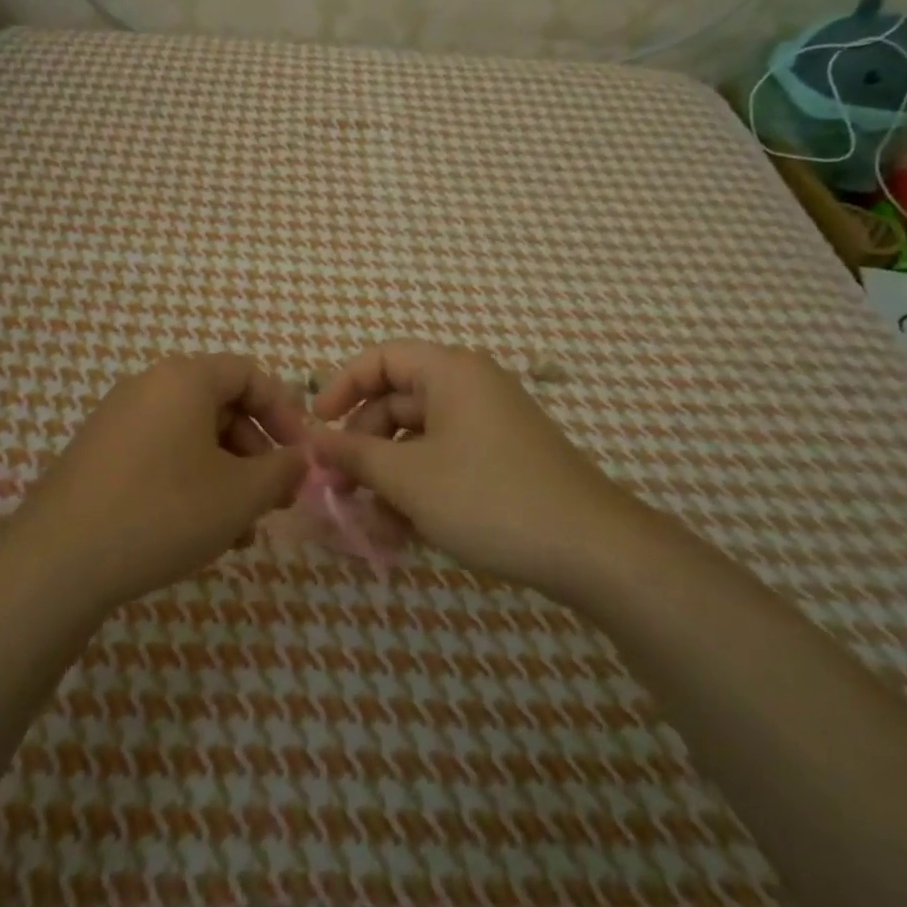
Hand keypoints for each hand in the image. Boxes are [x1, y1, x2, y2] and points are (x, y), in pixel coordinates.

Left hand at [13, 355, 309, 608]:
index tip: (301, 456)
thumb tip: (300, 460)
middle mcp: (148, 387)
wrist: (57, 561)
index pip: (250, 375)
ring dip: (227, 474)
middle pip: (221, 406)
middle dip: (257, 451)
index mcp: (185, 379)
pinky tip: (202, 530)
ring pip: (192, 437)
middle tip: (275, 497)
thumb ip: (282, 470)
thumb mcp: (240, 494)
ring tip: (242, 528)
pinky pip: (161, 454)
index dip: (285, 413)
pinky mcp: (99, 454)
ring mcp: (118, 420)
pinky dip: (191, 481)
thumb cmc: (164, 512)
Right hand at [311, 341, 630, 595]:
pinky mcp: (501, 461)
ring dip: (388, 478)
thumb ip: (355, 454)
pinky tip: (404, 533)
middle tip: (338, 488)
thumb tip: (315, 441)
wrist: (591, 549)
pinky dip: (420, 490)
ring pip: (419, 440)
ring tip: (371, 523)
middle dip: (363, 445)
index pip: (381, 358)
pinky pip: (445, 462)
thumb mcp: (409, 477)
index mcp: (450, 372)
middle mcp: (470, 388)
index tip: (317, 425)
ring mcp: (489, 426)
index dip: (342, 386)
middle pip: (397, 402)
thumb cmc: (489, 497)